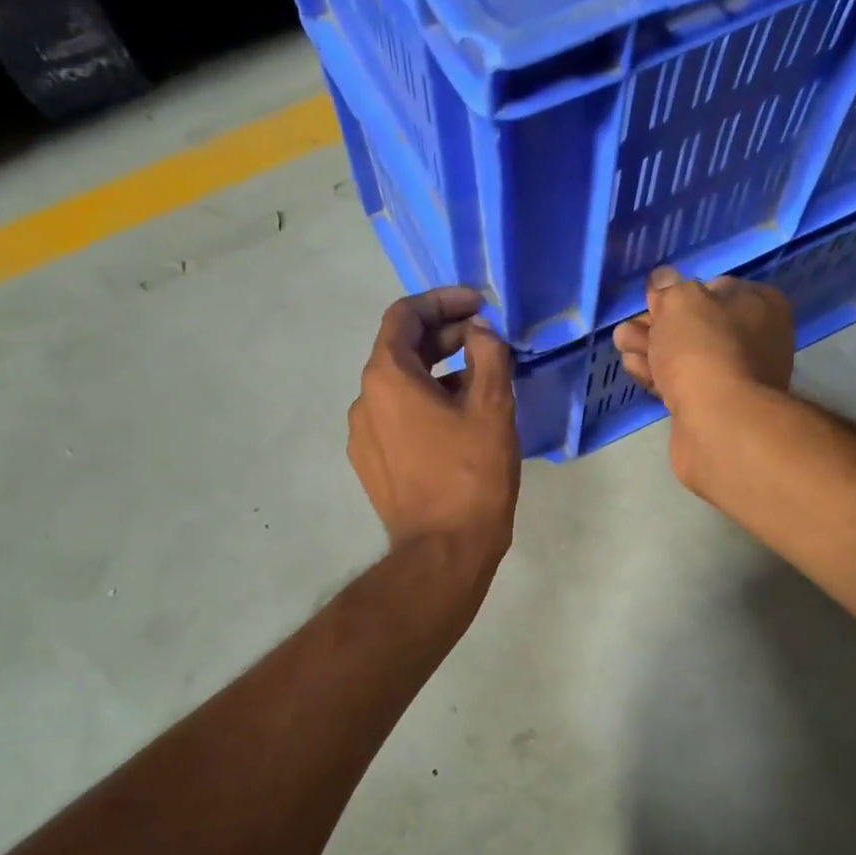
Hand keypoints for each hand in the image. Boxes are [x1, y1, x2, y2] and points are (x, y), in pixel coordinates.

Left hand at [348, 288, 519, 566]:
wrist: (442, 552)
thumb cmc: (470, 475)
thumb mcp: (492, 407)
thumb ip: (488, 354)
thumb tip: (479, 331)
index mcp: (387, 377)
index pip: (405, 316)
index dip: (443, 302)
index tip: (479, 305)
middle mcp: (364, 399)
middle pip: (401, 349)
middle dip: (445, 337)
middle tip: (487, 341)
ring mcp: (363, 434)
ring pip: (400, 385)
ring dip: (438, 372)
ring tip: (481, 381)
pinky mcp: (371, 462)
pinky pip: (397, 416)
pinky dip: (425, 403)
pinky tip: (459, 420)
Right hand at [612, 266, 793, 412]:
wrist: (718, 422)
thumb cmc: (704, 349)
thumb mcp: (680, 301)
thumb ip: (668, 288)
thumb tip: (663, 279)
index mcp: (760, 305)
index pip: (715, 288)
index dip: (678, 293)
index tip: (651, 301)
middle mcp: (757, 339)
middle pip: (697, 325)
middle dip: (658, 324)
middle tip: (627, 327)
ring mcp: (738, 377)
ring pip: (687, 355)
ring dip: (652, 348)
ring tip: (621, 343)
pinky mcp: (716, 407)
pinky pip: (683, 383)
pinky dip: (658, 374)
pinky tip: (633, 367)